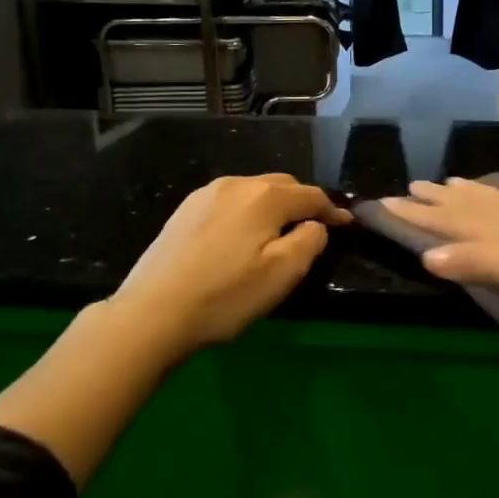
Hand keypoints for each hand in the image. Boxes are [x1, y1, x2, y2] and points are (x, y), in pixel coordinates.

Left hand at [110, 174, 350, 353]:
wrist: (151, 313)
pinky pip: (229, 201)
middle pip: (282, 185)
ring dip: (273, 205)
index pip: (311, 195)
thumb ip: (310, 241)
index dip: (332, 210)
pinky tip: (241, 236)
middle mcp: (236, 184)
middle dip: (303, 202)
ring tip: (279, 231)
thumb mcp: (282, 274)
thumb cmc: (225, 296)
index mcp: (264, 196)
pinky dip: (246, 212)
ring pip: (253, 191)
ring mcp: (205, 195)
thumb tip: (315, 225)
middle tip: (314, 228)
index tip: (346, 225)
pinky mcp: (184, 210)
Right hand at [382, 178, 498, 313]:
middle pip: (465, 205)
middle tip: (404, 187)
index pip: (448, 221)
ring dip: (460, 192)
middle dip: (432, 199)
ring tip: (440, 182)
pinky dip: (494, 191)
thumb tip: (427, 255)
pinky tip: (497, 190)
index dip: (417, 215)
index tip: (386, 203)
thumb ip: (478, 263)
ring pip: (489, 197)